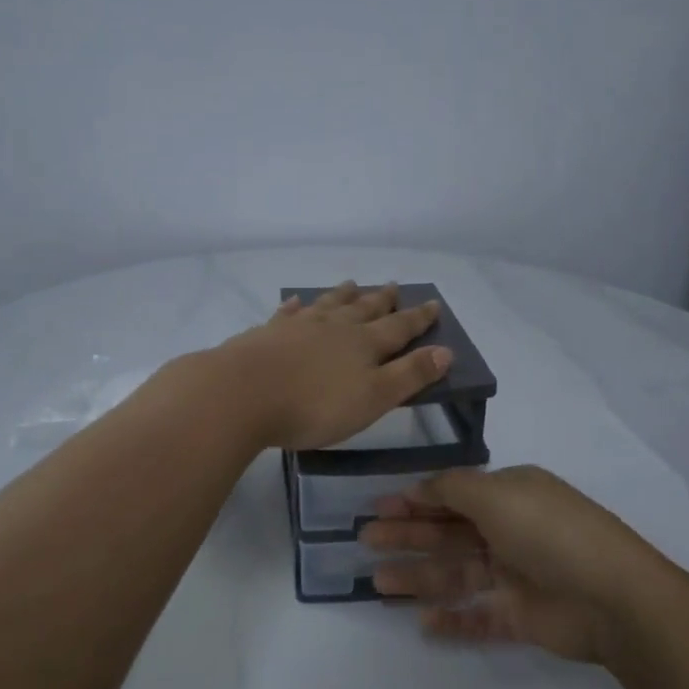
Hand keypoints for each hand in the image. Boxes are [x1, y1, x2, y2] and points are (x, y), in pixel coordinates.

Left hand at [212, 281, 451, 451]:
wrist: (242, 393)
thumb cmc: (314, 405)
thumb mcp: (373, 398)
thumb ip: (409, 375)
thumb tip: (446, 351)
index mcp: (364, 344)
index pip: (399, 327)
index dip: (418, 318)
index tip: (433, 304)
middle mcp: (334, 327)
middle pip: (364, 309)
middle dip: (382, 300)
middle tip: (394, 286)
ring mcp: (299, 326)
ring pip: (328, 304)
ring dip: (343, 295)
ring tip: (352, 283)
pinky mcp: (267, 333)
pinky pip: (288, 313)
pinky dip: (297, 306)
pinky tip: (296, 302)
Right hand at [361, 466, 662, 664]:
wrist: (614, 598)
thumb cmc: (549, 532)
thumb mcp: (497, 494)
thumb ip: (451, 489)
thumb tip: (420, 487)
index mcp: (509, 495)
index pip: (453, 495)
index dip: (415, 500)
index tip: (378, 508)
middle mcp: (511, 530)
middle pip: (448, 533)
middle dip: (408, 536)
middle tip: (366, 542)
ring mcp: (516, 575)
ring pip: (457, 574)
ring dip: (419, 577)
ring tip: (379, 585)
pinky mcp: (522, 616)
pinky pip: (479, 616)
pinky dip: (453, 620)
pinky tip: (424, 623)